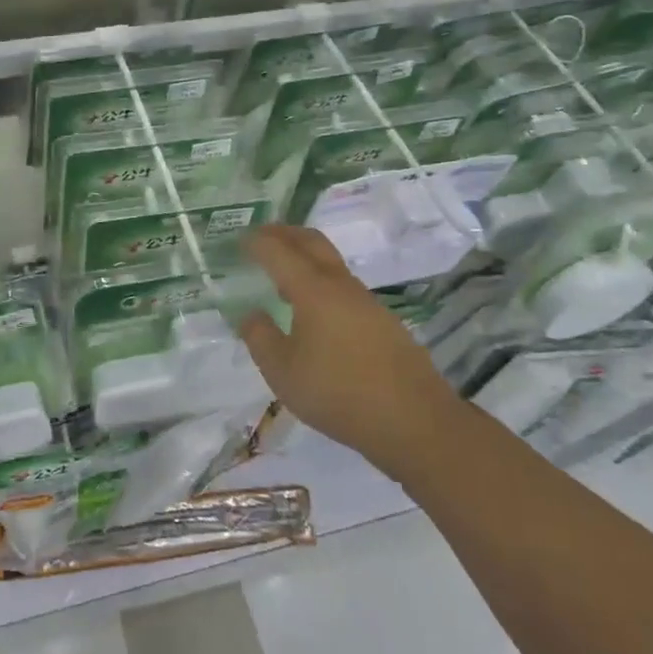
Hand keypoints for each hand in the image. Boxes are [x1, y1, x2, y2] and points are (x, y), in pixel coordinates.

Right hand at [239, 225, 457, 474]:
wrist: (414, 420)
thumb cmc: (338, 392)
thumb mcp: (283, 372)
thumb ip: (260, 338)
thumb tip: (250, 314)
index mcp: (313, 289)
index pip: (278, 251)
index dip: (256, 241)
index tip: (238, 239)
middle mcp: (340, 284)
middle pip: (311, 241)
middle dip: (284, 233)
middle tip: (261, 236)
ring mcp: (366, 301)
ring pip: (331, 262)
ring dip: (305, 257)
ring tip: (282, 275)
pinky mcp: (382, 320)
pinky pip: (343, 285)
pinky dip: (321, 281)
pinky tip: (314, 310)